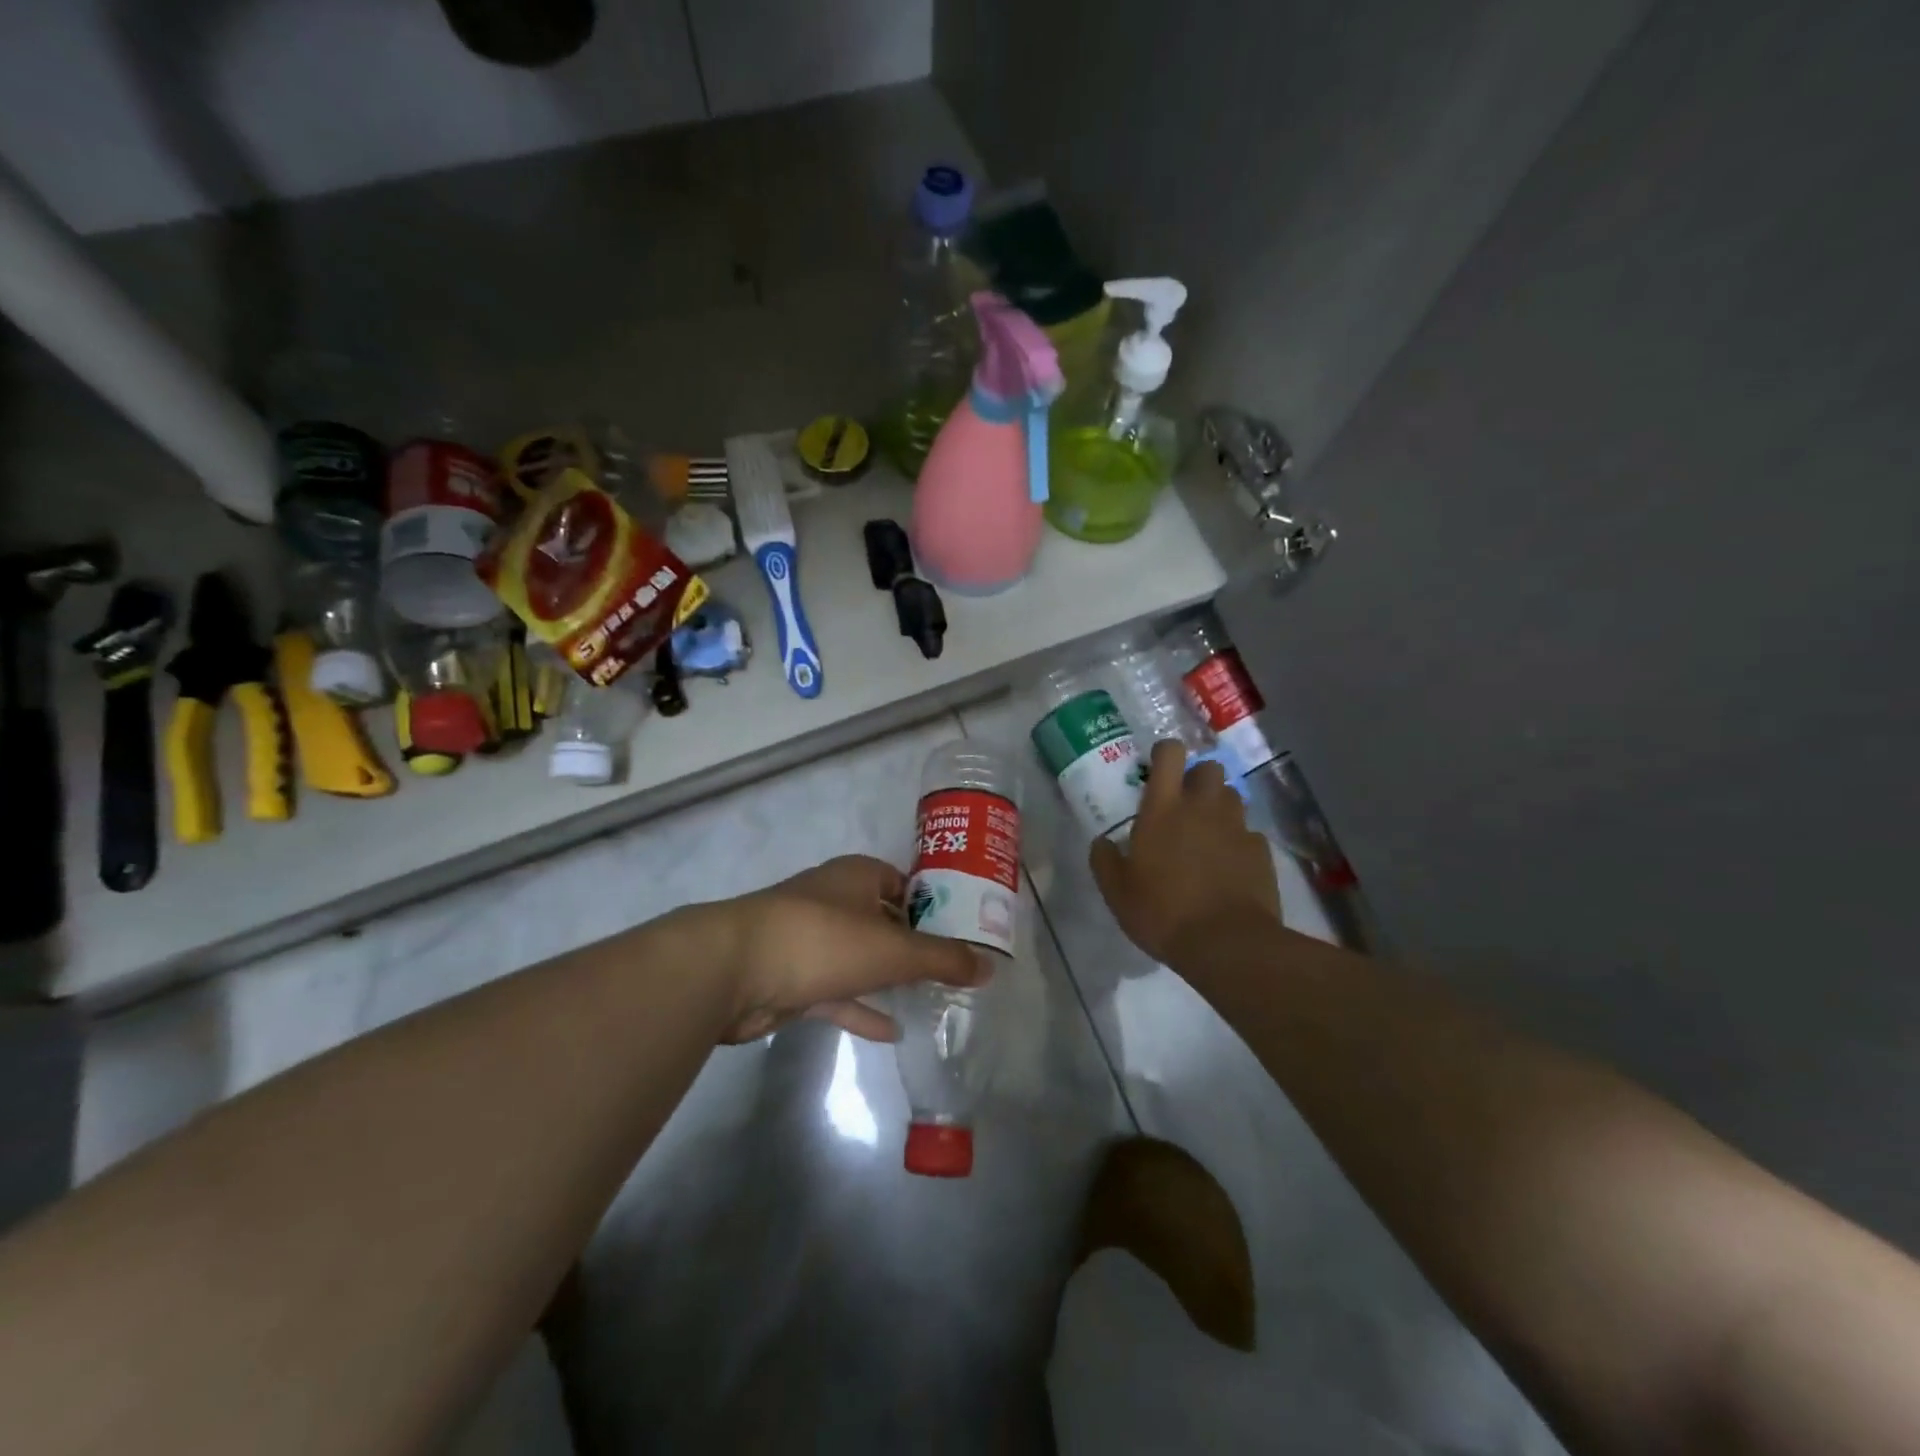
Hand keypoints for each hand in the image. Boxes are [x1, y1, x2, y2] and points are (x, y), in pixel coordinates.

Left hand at [706, 854, 988, 1043]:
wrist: (733, 970)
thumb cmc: (823, 940)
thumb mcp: (893, 950)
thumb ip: (943, 959)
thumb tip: (990, 967)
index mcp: (857, 877)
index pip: (904, 883)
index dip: (933, 905)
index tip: (962, 933)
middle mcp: (834, 900)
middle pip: (883, 920)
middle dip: (913, 944)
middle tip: (952, 970)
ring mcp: (809, 940)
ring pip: (859, 957)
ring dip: (888, 977)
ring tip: (929, 999)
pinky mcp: (792, 978)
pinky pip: (836, 993)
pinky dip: (861, 1009)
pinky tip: (891, 1031)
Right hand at [1091, 740, 1281, 964]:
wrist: (1227, 944)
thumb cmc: (1163, 912)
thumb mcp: (1117, 891)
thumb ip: (1105, 860)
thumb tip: (1101, 842)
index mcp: (1163, 808)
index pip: (1170, 754)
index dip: (1164, 754)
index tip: (1157, 769)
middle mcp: (1203, 807)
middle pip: (1209, 768)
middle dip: (1197, 778)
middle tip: (1183, 804)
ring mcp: (1236, 827)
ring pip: (1232, 796)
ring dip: (1219, 806)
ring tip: (1206, 834)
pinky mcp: (1261, 851)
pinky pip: (1249, 833)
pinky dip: (1238, 841)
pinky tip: (1228, 866)